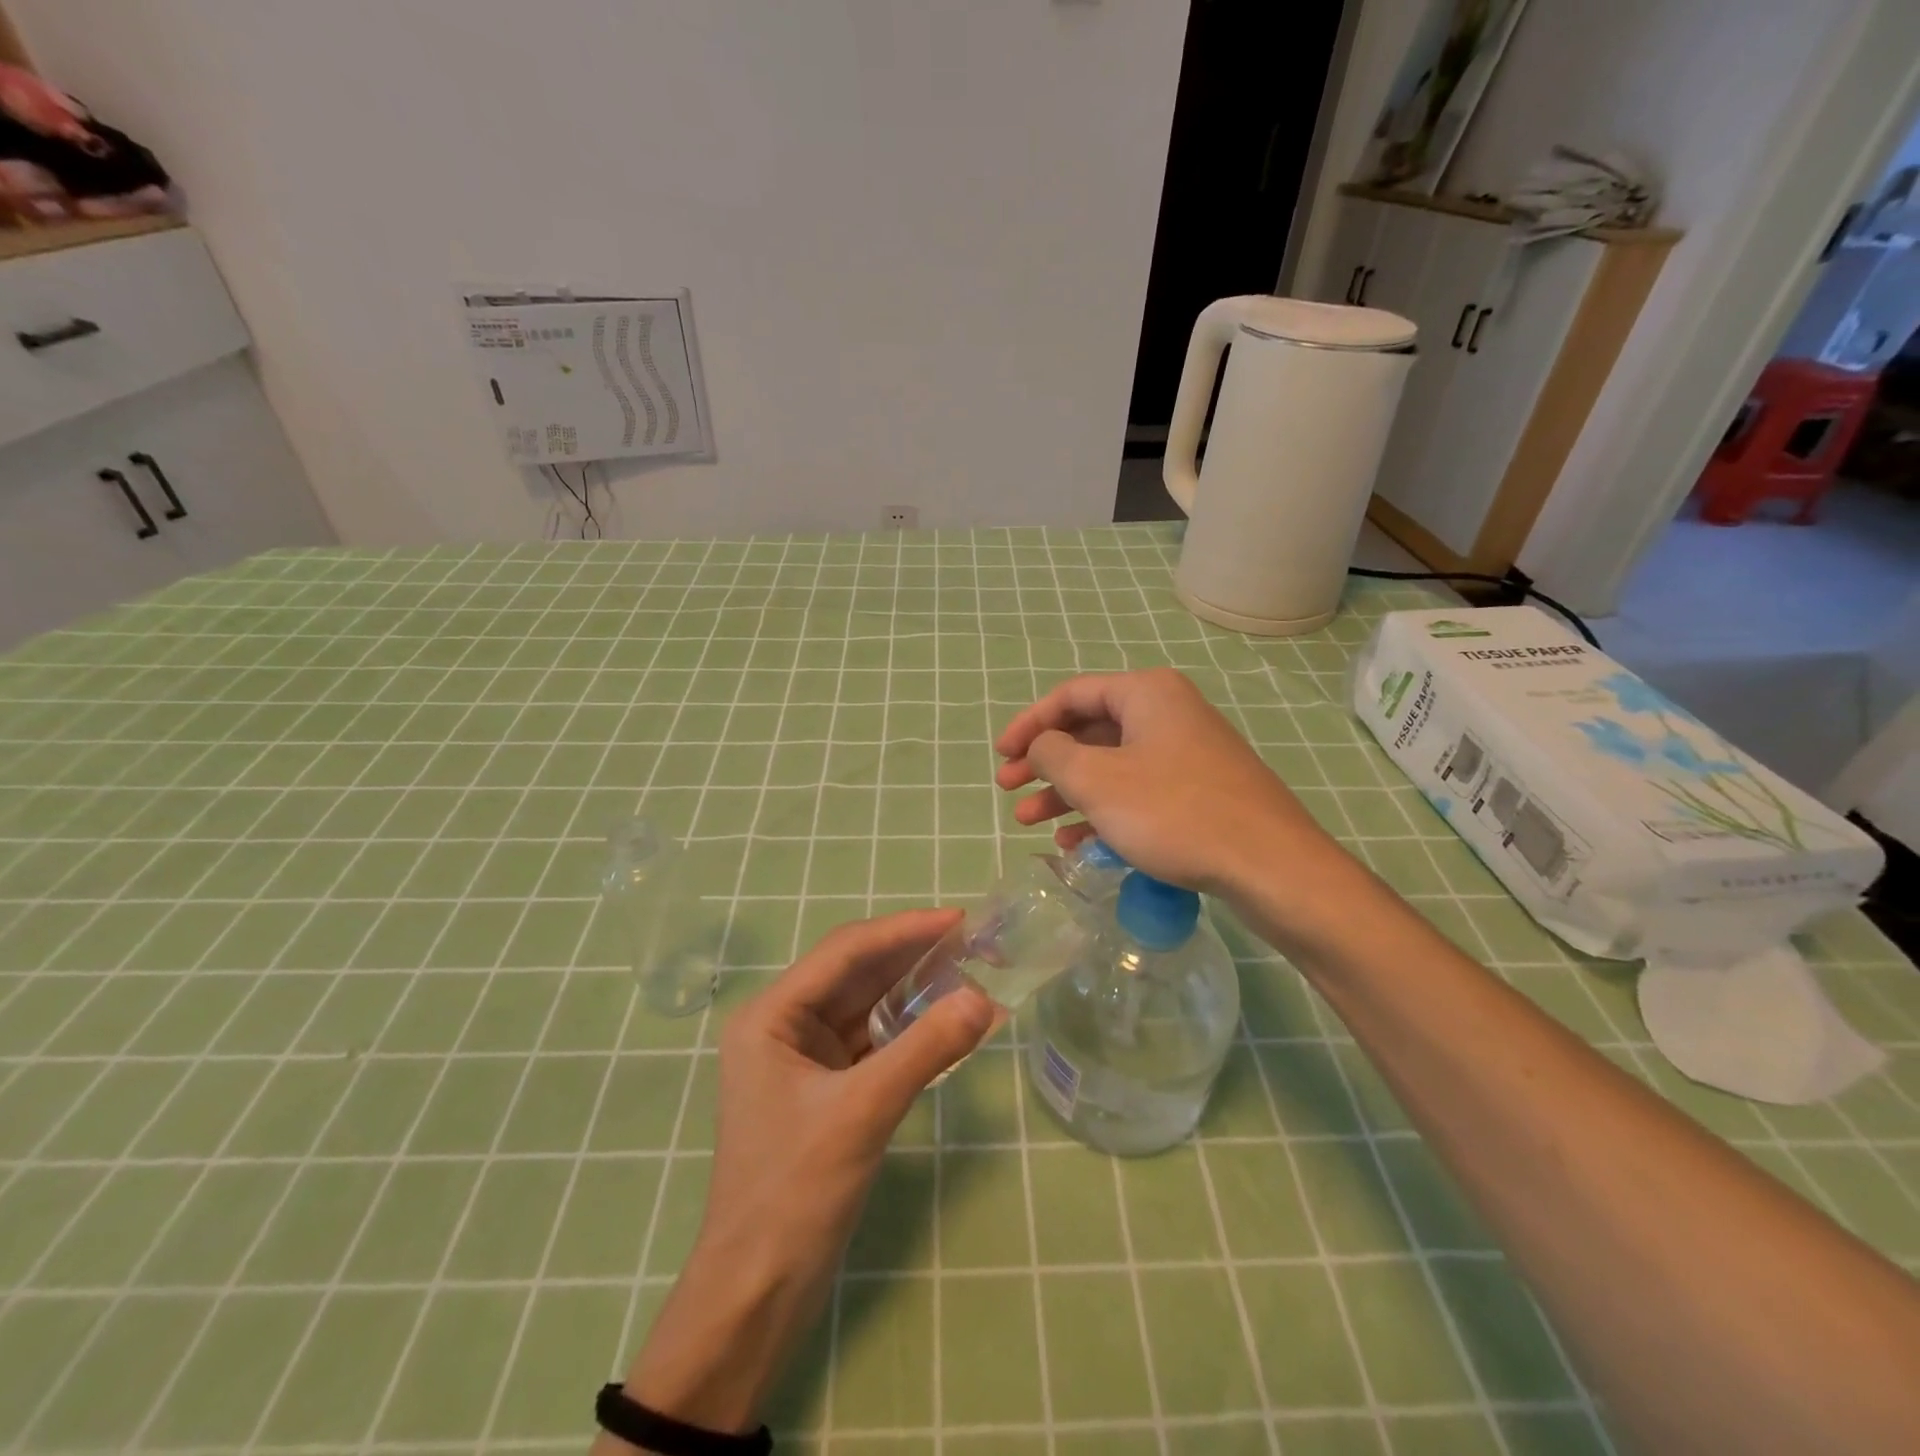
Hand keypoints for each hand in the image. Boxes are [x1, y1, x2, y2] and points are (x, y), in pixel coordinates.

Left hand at [608, 910, 993, 1441]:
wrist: (757, 1294)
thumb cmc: (795, 1193)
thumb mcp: (862, 1112)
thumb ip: (924, 1050)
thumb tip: (984, 999)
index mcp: (771, 1015)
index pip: (845, 951)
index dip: (904, 930)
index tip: (959, 919)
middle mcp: (784, 1025)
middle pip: (856, 973)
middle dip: (913, 956)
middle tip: (974, 942)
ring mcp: (804, 1057)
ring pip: (867, 1005)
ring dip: (914, 990)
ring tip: (970, 971)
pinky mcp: (825, 1088)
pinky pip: (872, 1041)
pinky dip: (909, 1030)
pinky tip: (947, 1021)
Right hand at [994, 668, 1340, 899]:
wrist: (1269, 865)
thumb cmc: (1173, 812)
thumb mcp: (1097, 781)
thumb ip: (1053, 754)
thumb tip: (1042, 745)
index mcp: (1146, 693)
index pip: (1071, 695)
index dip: (1029, 724)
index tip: (1000, 754)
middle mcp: (1167, 714)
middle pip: (1089, 731)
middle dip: (1044, 763)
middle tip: (1008, 789)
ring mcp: (1186, 754)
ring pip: (1110, 765)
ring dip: (1066, 792)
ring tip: (1028, 821)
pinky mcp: (1198, 791)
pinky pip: (1136, 792)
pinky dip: (1102, 811)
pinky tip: (1075, 843)